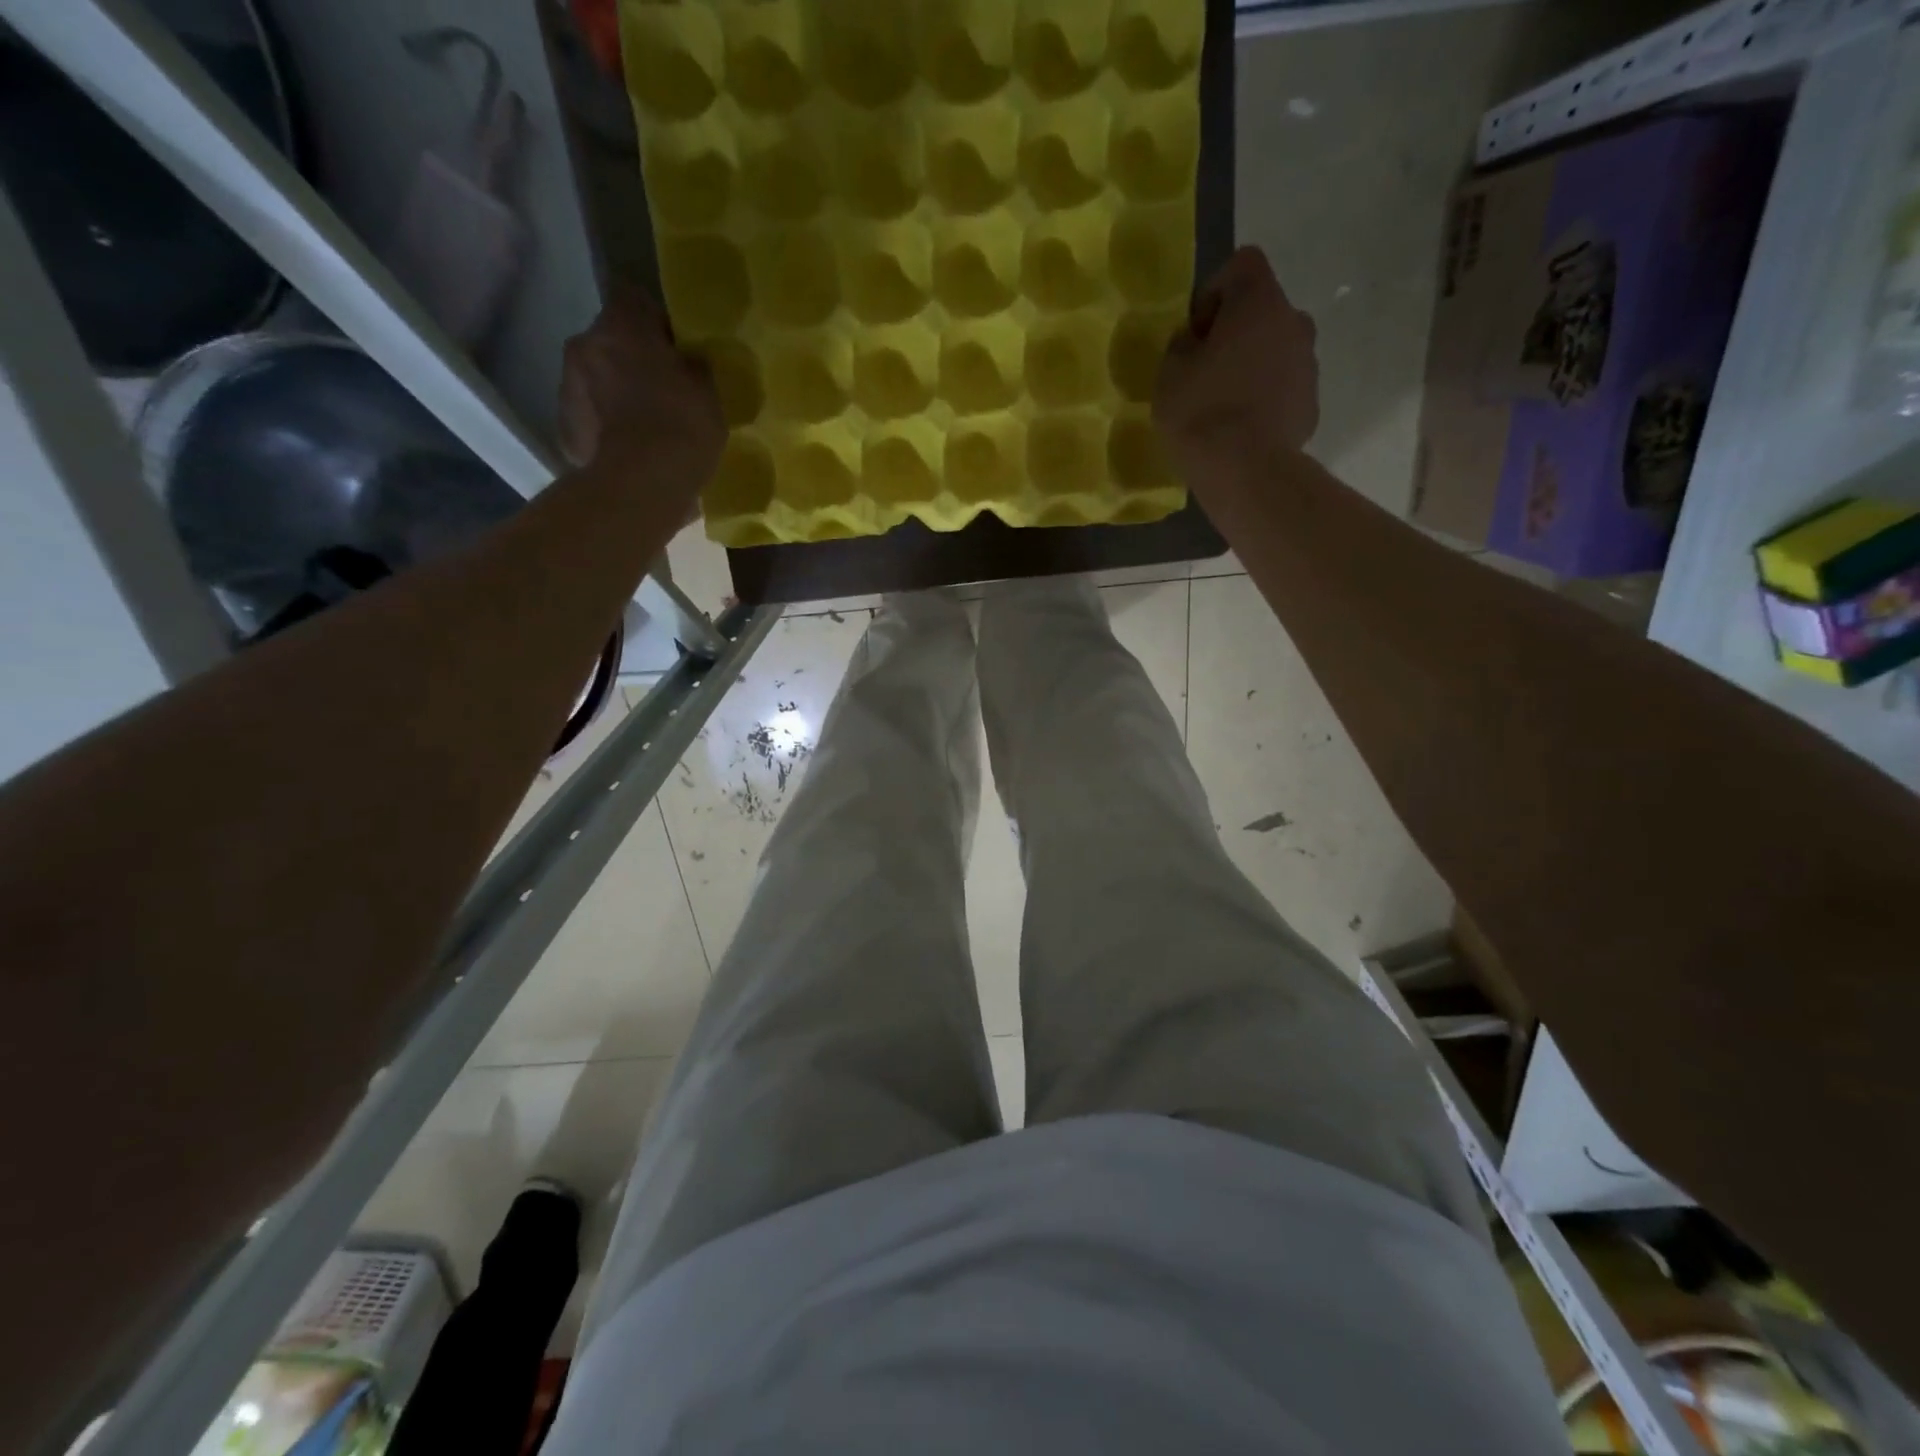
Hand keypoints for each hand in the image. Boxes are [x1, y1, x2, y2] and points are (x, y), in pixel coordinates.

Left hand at [557, 287, 723, 503]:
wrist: (644, 484)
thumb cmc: (683, 427)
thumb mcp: (708, 390)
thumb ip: (693, 366)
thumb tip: (686, 363)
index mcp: (621, 326)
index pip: (634, 299)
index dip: (655, 322)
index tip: (675, 350)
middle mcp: (584, 344)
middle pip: (610, 340)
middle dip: (631, 359)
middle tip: (662, 390)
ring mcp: (568, 386)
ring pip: (595, 378)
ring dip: (614, 392)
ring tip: (644, 426)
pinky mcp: (566, 428)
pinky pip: (589, 417)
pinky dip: (605, 427)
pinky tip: (628, 449)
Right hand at [1156, 246, 1319, 481]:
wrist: (1246, 471)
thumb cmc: (1202, 412)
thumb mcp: (1169, 374)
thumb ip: (1182, 346)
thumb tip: (1195, 343)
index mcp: (1259, 302)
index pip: (1243, 263)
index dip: (1215, 289)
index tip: (1196, 331)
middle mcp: (1294, 322)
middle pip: (1262, 310)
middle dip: (1235, 332)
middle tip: (1206, 371)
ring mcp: (1308, 364)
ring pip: (1275, 350)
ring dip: (1252, 365)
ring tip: (1224, 405)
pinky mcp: (1311, 402)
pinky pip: (1283, 387)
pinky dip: (1265, 398)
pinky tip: (1242, 428)